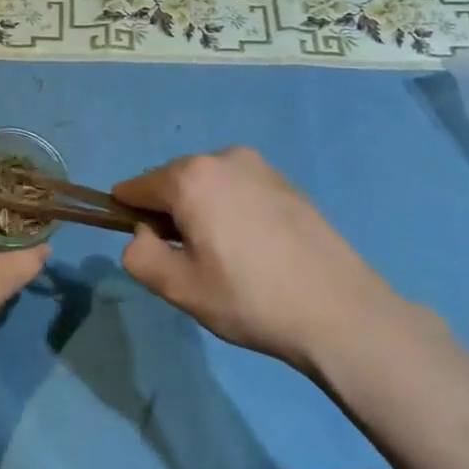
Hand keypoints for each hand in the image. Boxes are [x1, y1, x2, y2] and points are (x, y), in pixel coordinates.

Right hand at [113, 147, 397, 369]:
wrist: (340, 311)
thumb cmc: (250, 299)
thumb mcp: (180, 288)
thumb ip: (140, 255)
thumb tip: (143, 234)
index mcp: (191, 177)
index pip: (137, 187)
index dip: (128, 214)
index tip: (144, 246)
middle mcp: (222, 157)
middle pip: (174, 181)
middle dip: (169, 213)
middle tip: (189, 261)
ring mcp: (259, 166)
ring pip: (208, 184)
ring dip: (202, 210)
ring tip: (225, 257)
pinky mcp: (286, 181)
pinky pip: (239, 188)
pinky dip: (232, 210)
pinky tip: (254, 249)